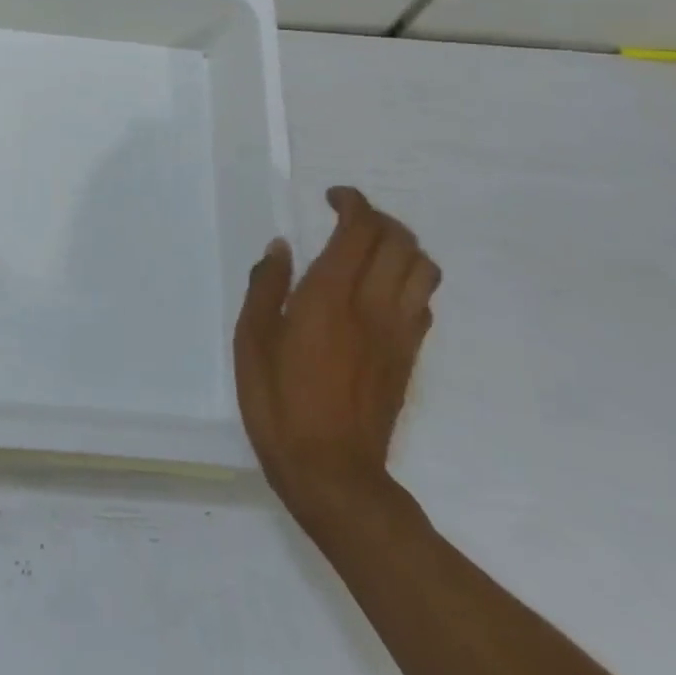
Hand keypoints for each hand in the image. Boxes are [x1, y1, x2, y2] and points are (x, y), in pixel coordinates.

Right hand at [234, 187, 439, 524]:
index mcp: (329, 296)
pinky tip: (380, 290)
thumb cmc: (280, 404)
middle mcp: (372, 306)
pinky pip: (424, 302)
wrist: (334, 477)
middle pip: (400, 241)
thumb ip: (266, 287)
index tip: (331, 197)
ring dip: (402, 246)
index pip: (360, 230)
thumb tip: (280, 247)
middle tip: (348, 219)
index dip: (352, 202)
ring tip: (370, 249)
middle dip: (378, 217)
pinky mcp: (409, 358)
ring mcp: (398, 333)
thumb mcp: (252, 341)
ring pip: (423, 269)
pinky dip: (409, 280)